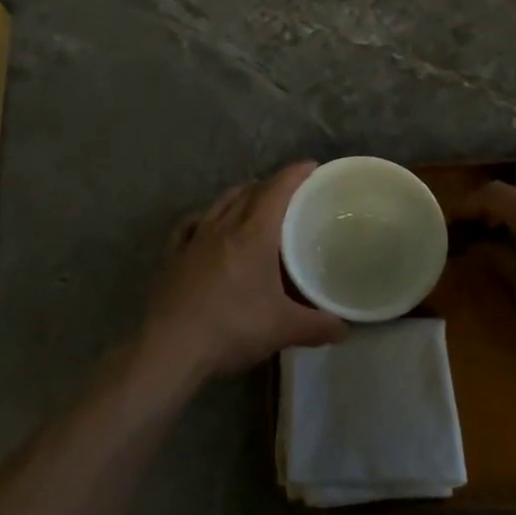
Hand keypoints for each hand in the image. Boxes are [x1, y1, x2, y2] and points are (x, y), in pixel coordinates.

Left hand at [140, 162, 346, 385]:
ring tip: (254, 204)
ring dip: (240, 196)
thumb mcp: (283, 329)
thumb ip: (318, 326)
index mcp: (253, 234)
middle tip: (291, 194)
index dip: (295, 174)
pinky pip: (192, 224)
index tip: (312, 167)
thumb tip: (344, 327)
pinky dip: (206, 217)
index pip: (277, 190)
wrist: (171, 347)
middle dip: (272, 185)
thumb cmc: (232, 327)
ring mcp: (195, 238)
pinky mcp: (174, 255)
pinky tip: (207, 225)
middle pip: (250, 192)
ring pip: (221, 203)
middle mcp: (224, 226)